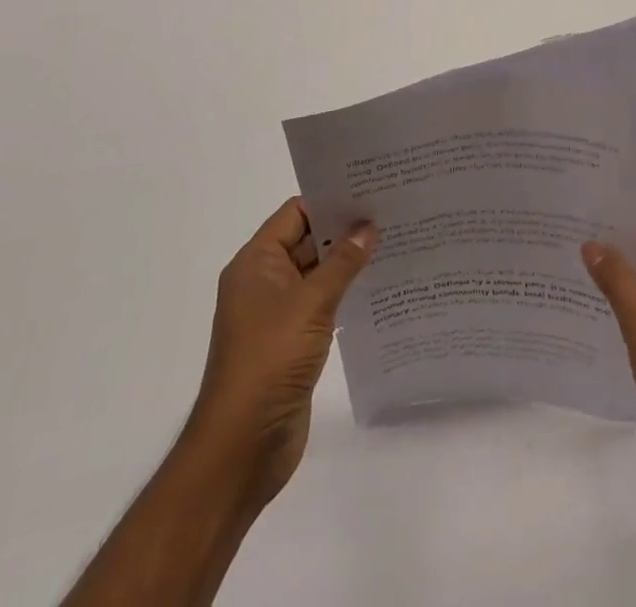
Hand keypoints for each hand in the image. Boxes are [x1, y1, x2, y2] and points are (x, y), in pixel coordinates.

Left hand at [184, 198, 374, 510]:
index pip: (296, 214)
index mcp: (255, 264)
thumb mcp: (311, 303)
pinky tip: (379, 287)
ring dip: (348, 263)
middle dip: (345, 229)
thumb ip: (342, 262)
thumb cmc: (270, 361)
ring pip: (317, 274)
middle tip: (391, 211)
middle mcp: (263, 282)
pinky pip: (321, 304)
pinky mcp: (291, 342)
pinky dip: (345, 293)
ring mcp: (277, 314)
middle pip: (307, 241)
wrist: (242, 447)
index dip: (330, 200)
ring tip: (394, 242)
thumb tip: (368, 226)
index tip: (370, 189)